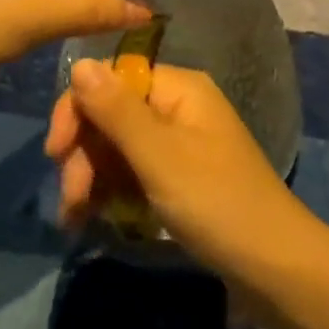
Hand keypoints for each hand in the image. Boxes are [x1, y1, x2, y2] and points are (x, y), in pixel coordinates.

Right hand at [45, 59, 314, 279]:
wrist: (273, 266)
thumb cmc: (215, 202)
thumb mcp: (159, 155)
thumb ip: (116, 110)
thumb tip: (80, 61)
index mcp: (180, 89)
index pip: (114, 79)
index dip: (80, 108)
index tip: (56, 152)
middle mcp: (179, 108)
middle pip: (113, 114)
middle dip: (84, 153)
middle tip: (70, 200)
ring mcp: (180, 146)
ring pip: (119, 148)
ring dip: (91, 177)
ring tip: (75, 219)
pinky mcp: (180, 180)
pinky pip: (134, 174)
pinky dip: (111, 193)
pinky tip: (93, 219)